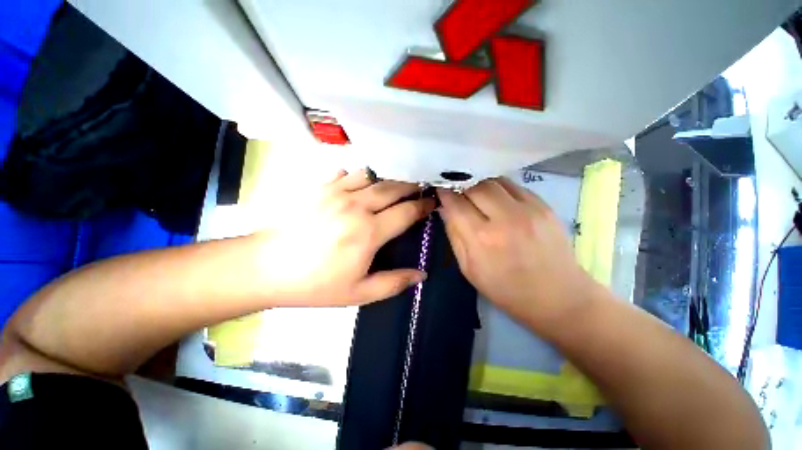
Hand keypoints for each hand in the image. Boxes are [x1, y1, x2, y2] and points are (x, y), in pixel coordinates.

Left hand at [254, 169, 434, 306]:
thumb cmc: (315, 284)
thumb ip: (393, 283)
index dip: (423, 206)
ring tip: (393, 184)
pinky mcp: (319, 188)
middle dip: (410, 186)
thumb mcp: (358, 293)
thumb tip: (421, 275)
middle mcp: (356, 206)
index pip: (406, 212)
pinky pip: (345, 172)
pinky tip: (360, 182)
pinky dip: (358, 175)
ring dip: (386, 178)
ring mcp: (336, 192)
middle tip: (418, 188)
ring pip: (371, 175)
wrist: (266, 268)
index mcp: (369, 232)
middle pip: (392, 187)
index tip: (431, 203)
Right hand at [438, 178, 597, 334]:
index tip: (439, 189)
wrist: (558, 297)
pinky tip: (496, 197)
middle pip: (475, 186)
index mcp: (481, 238)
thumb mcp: (468, 268)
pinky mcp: (544, 206)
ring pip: (494, 181)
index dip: (445, 193)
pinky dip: (499, 187)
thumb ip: (454, 235)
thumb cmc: (506, 289)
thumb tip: (445, 209)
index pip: (456, 203)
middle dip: (461, 185)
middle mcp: (504, 218)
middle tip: (456, 190)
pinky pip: (513, 185)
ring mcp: (528, 209)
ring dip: (479, 184)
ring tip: (474, 192)